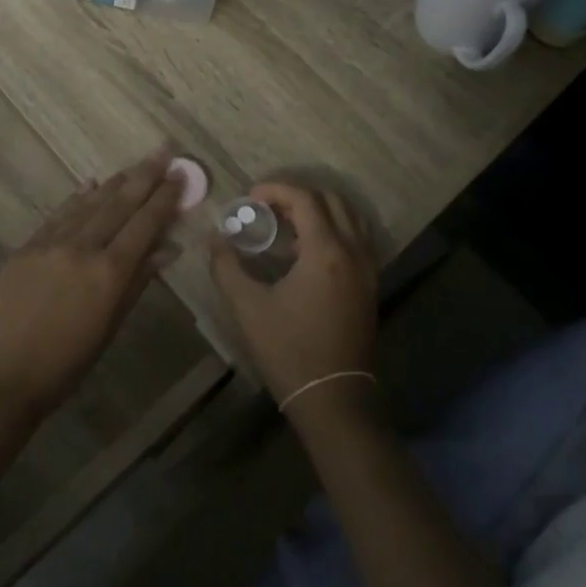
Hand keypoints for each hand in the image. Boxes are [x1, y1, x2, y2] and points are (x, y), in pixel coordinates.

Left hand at [0, 148, 183, 420]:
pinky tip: (90, 185)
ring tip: (134, 165)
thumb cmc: (65, 364)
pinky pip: (59, 215)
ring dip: (115, 182)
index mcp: (109, 272)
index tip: (180, 175)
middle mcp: (82, 247)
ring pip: (89, 203)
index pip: (145, 224)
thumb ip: (137, 282)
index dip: (165, 198)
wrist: (0, 377)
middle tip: (163, 151)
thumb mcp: (109, 326)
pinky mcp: (26, 247)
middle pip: (120, 204)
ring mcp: (50, 243)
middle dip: (145, 175)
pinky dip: (78, 198)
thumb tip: (167, 249)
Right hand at [211, 182, 378, 409]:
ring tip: (288, 224)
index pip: (305, 199)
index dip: (277, 189)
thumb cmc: (288, 350)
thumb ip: (227, 267)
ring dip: (320, 210)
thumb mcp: (248, 307)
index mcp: (326, 251)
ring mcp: (368, 269)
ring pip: (350, 217)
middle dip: (298, 195)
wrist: (332, 397)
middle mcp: (354, 252)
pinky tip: (307, 250)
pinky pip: (357, 239)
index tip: (251, 197)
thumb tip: (215, 239)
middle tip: (268, 207)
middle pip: (332, 200)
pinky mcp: (370, 285)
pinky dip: (335, 229)